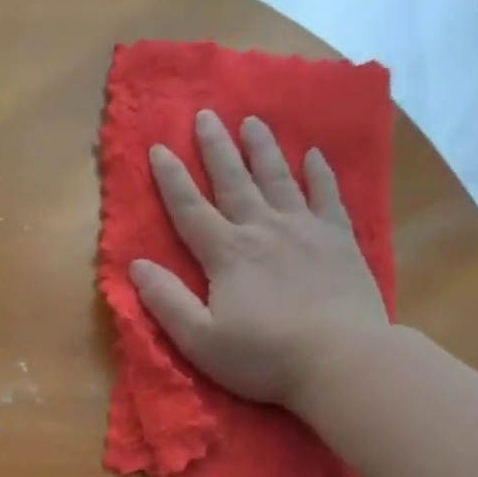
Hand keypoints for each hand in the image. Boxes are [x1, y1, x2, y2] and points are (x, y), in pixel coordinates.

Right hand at [131, 110, 391, 412]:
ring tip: (252, 121)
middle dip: (216, 147)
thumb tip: (135, 266)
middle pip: (234, 181)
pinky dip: (319, 173)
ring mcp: (305, 230)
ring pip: (279, 178)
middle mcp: (263, 230)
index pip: (190, 209)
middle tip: (206, 115)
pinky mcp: (339, 240)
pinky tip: (314, 155)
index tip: (158, 147)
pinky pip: (327, 196)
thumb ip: (166, 301)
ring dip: (263, 149)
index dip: (171, 179)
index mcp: (226, 254)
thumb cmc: (264, 356)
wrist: (342, 361)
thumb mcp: (200, 339)